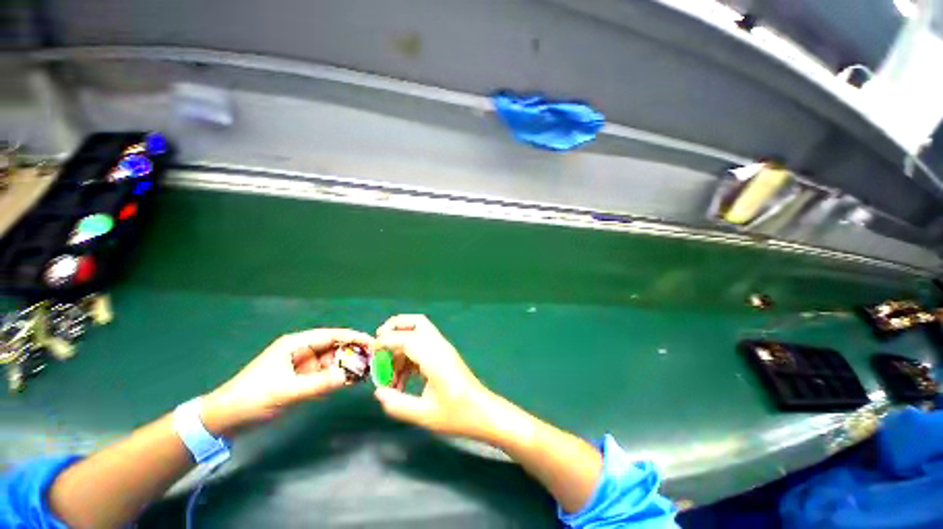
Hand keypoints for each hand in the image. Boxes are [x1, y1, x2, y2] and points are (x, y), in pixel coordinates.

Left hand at [202, 329, 374, 435]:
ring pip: (333, 361)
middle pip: (335, 347)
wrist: (225, 420)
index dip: (353, 337)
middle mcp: (303, 351)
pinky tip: (353, 380)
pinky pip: (327, 374)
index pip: (332, 335)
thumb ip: (318, 384)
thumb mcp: (285, 391)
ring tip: (368, 371)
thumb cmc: (251, 398)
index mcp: (297, 344)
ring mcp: (304, 366)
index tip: (373, 342)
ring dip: (349, 365)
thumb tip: (349, 377)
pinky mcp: (303, 379)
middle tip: (375, 359)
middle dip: (354, 351)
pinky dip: (340, 376)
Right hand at [373, 315, 494, 438]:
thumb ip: (397, 404)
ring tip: (389, 377)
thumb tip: (378, 393)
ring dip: (401, 348)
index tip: (371, 353)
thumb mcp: (424, 414)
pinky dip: (409, 356)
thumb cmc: (457, 414)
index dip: (386, 341)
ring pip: (418, 335)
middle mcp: (439, 346)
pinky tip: (402, 381)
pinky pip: (422, 347)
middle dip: (394, 328)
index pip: (407, 338)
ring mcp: (443, 349)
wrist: (483, 412)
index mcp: (434, 357)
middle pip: (416, 323)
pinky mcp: (444, 356)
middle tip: (379, 345)